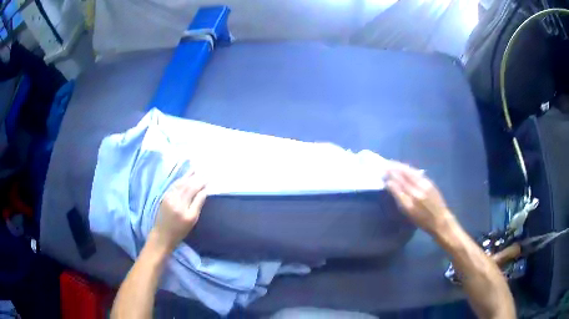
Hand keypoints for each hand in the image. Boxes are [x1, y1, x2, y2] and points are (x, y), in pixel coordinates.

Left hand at [151, 171, 206, 251]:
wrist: (162, 234)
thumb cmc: (180, 230)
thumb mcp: (192, 220)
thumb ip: (198, 204)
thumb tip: (204, 191)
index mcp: (183, 206)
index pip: (193, 189)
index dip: (201, 182)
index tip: (208, 177)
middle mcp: (175, 199)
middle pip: (186, 184)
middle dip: (195, 177)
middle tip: (203, 171)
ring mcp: (168, 196)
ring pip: (179, 183)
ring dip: (187, 175)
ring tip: (195, 169)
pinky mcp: (164, 196)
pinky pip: (174, 185)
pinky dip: (180, 179)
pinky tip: (184, 176)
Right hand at [386, 161, 453, 234]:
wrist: (440, 220)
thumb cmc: (422, 220)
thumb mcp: (409, 213)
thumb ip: (399, 197)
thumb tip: (390, 184)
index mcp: (411, 200)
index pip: (398, 184)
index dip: (390, 177)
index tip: (383, 172)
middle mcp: (417, 190)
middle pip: (404, 176)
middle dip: (394, 169)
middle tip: (386, 165)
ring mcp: (425, 185)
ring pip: (411, 173)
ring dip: (401, 167)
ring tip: (393, 163)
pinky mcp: (430, 183)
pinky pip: (417, 173)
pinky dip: (410, 169)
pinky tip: (405, 168)